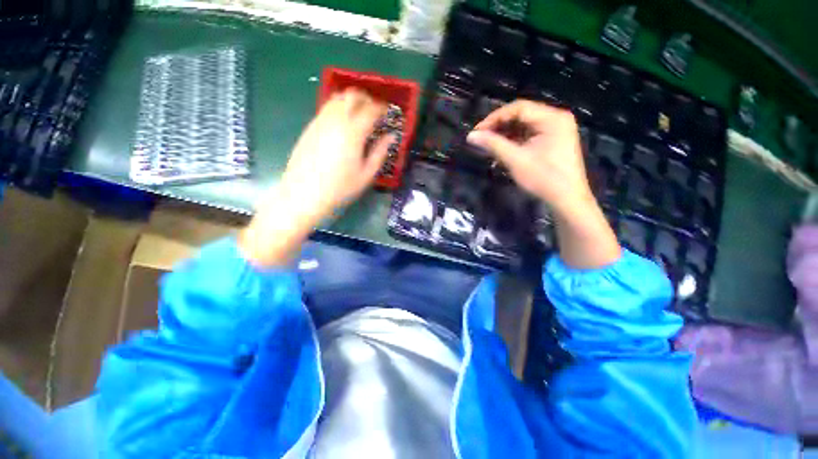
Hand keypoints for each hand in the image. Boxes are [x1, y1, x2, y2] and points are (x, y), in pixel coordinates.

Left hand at [239, 89, 391, 266]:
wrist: (304, 195)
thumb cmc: (340, 189)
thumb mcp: (366, 174)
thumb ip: (380, 152)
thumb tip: (391, 136)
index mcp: (353, 132)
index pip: (371, 109)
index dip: (382, 108)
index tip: (388, 113)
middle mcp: (335, 120)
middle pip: (351, 95)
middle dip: (366, 98)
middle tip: (374, 111)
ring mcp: (320, 122)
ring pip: (336, 98)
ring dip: (351, 101)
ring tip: (359, 116)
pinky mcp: (310, 128)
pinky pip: (326, 109)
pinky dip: (339, 109)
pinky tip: (343, 126)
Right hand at [466, 100, 591, 216]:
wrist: (567, 199)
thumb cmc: (543, 178)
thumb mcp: (516, 160)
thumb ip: (493, 144)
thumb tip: (471, 136)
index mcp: (552, 118)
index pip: (518, 108)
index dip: (494, 118)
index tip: (477, 131)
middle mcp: (556, 118)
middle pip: (522, 115)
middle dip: (499, 126)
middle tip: (481, 138)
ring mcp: (556, 130)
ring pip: (525, 126)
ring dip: (505, 134)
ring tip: (488, 145)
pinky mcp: (553, 141)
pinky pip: (530, 135)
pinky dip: (515, 141)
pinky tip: (502, 150)